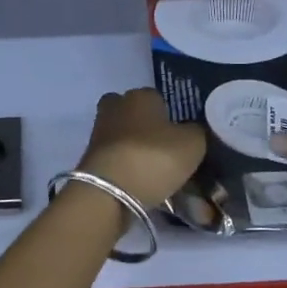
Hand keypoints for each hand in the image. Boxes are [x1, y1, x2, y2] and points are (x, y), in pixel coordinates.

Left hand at [77, 88, 205, 205]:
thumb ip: (197, 131)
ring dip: (136, 150)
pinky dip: (126, 167)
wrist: (109, 192)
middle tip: (166, 152)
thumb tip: (192, 130)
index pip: (159, 98)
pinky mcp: (89, 158)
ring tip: (156, 173)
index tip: (181, 137)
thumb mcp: (193, 144)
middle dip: (148, 130)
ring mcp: (99, 132)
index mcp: (141, 95)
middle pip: (136, 115)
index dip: (171, 117)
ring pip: (124, 137)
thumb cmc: (154, 158)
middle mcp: (116, 106)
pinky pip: (116, 158)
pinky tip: (141, 183)